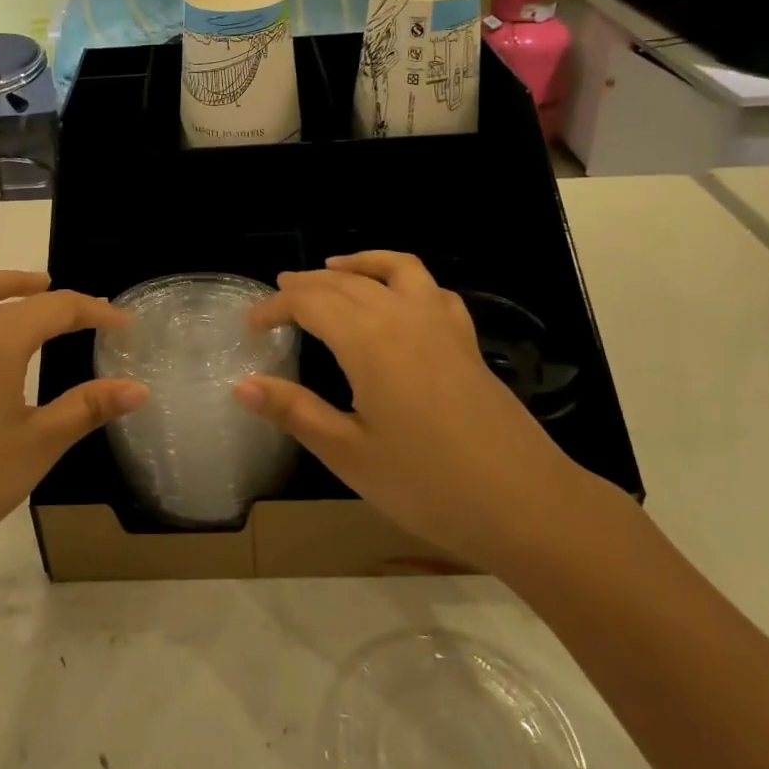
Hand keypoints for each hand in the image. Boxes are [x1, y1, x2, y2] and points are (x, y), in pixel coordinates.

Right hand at [236, 251, 590, 574]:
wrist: (526, 504)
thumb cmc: (428, 485)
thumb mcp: (349, 454)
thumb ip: (295, 411)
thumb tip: (241, 385)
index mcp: (368, 341)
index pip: (309, 304)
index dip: (275, 307)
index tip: (250, 324)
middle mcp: (403, 316)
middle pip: (344, 283)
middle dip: (305, 285)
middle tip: (277, 296)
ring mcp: (441, 324)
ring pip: (393, 270)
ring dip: (358, 264)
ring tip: (332, 268)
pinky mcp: (466, 341)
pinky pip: (431, 288)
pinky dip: (404, 278)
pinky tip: (398, 298)